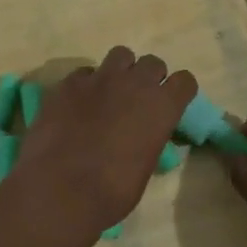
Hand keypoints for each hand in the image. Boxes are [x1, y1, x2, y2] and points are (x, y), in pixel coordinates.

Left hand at [12, 47, 197, 241]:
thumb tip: (140, 137)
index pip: (185, 81)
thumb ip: (148, 139)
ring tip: (108, 92)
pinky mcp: (68, 83)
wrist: (61, 189)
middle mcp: (135, 84)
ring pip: (120, 55)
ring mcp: (100, 79)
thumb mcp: (144, 167)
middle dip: (148, 78)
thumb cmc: (112, 191)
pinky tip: (77, 104)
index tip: (170, 103)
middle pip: (152, 63)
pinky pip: (84, 73)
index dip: (178, 91)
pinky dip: (86, 84)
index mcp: (162, 107)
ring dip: (119, 71)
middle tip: (136, 100)